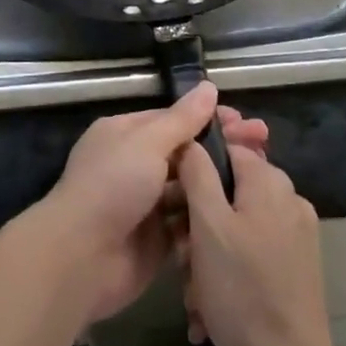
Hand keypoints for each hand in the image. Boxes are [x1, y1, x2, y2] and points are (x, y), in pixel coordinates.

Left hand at [32, 83, 269, 328]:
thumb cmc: (112, 186)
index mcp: (125, 134)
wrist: (81, 258)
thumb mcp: (147, 143)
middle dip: (221, 148)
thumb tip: (208, 87)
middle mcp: (134, 165)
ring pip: (190, 188)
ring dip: (220, 183)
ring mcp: (146, 204)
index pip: (173, 119)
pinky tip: (243, 212)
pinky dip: (210, 218)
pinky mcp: (157, 241)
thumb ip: (182, 119)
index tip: (245, 121)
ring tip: (262, 178)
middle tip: (264, 145)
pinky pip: (189, 225)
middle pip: (186, 153)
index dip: (209, 119)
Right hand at [178, 139, 335, 345]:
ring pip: (237, 225)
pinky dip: (230, 270)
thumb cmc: (241, 289)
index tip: (172, 201)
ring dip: (209, 253)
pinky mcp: (298, 265)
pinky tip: (211, 306)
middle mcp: (288, 198)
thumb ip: (198, 173)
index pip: (224, 150)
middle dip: (198, 222)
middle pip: (228, 191)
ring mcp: (297, 233)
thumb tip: (192, 140)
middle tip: (180, 256)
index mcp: (269, 181)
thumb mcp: (208, 225)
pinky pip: (253, 251)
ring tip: (193, 292)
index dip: (193, 170)